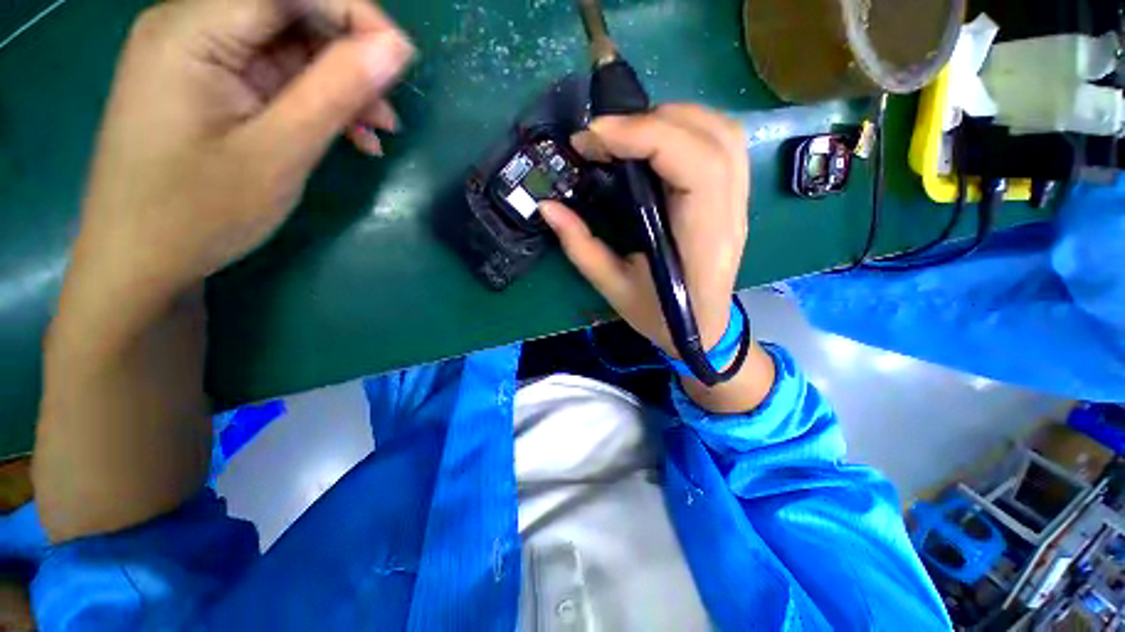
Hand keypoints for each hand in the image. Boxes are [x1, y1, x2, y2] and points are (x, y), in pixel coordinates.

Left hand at [72, 0, 413, 313]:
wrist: (141, 262)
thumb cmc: (199, 213)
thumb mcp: (279, 152)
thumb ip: (336, 91)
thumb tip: (395, 48)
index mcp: (192, 30)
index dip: (353, 12)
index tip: (402, 60)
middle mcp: (190, 27)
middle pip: (288, 13)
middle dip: (347, 57)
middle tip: (388, 112)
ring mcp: (197, 57)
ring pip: (287, 47)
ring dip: (338, 86)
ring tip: (378, 132)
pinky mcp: (207, 85)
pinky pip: (272, 76)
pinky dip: (314, 102)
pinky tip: (347, 136)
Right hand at [541, 104, 749, 357]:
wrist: (703, 329)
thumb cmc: (660, 317)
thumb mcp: (614, 288)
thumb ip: (581, 247)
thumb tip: (548, 207)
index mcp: (701, 243)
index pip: (693, 168)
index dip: (645, 138)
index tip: (595, 138)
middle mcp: (729, 216)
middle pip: (709, 139)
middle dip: (651, 122)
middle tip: (604, 138)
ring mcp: (738, 203)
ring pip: (721, 133)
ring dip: (671, 117)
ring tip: (628, 133)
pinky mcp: (733, 198)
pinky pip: (722, 144)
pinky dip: (688, 127)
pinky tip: (658, 140)